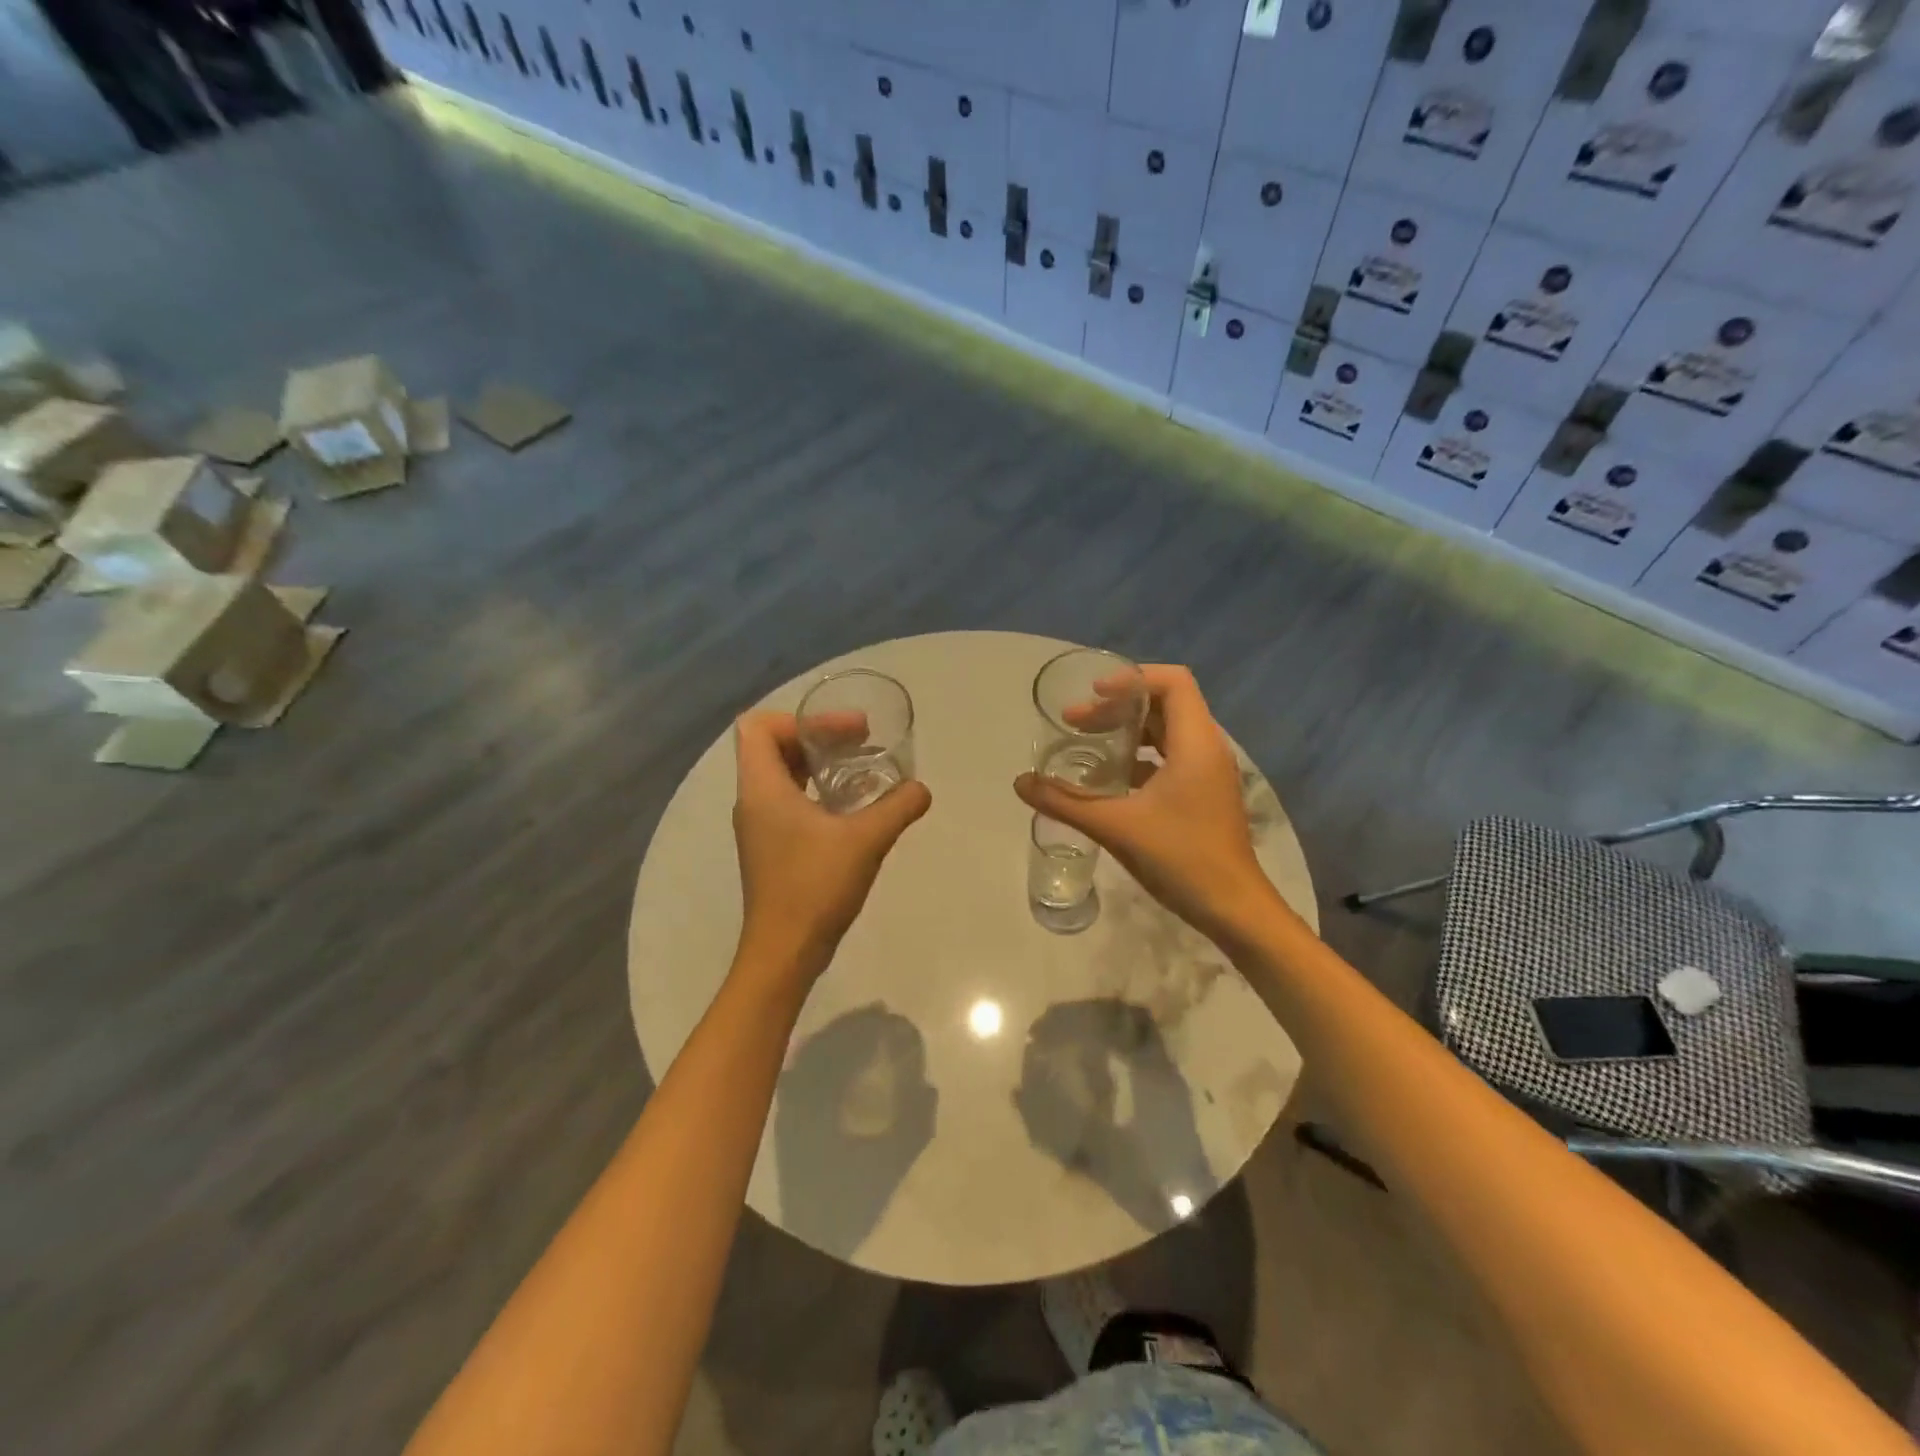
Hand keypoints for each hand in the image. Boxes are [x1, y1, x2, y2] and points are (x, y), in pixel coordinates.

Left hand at [733, 711, 931, 983]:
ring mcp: (760, 827)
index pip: (758, 726)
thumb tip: (921, 789)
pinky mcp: (771, 849)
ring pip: (782, 775)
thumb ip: (898, 807)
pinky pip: (789, 802)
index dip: (799, 719)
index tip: (842, 732)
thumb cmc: (815, 886)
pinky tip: (852, 809)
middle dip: (817, 736)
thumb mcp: (865, 840)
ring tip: (861, 769)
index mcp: (762, 788)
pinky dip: (817, 792)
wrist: (784, 952)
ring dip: (819, 765)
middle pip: (773, 746)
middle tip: (861, 741)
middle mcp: (753, 801)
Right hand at [1015, 665, 1273, 946]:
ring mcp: (1209, 773)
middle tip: (1075, 723)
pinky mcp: (1205, 794)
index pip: (1172, 681)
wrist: (1234, 909)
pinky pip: (1171, 758)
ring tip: (1088, 745)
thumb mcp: (1116, 827)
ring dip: (1128, 732)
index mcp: (1195, 742)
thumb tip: (1019, 782)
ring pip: (1167, 732)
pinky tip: (1109, 781)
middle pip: (1165, 704)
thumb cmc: (1181, 858)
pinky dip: (1140, 758)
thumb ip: (1064, 801)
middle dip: (1118, 707)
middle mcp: (1207, 748)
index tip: (1092, 695)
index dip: (1131, 679)